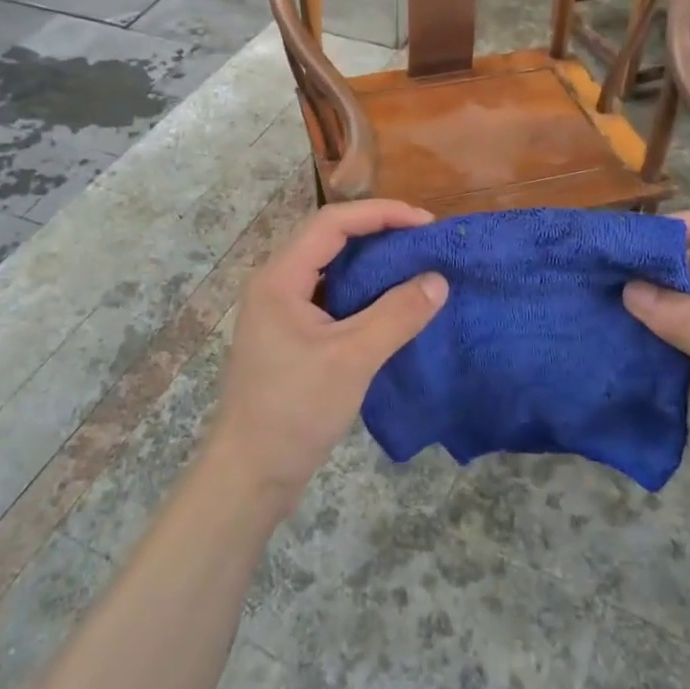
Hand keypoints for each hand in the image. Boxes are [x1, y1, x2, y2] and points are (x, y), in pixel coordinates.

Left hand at [207, 200, 447, 514]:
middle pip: (329, 239)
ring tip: (413, 265)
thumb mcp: (352, 359)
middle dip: (378, 233)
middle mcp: (275, 283)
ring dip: (371, 263)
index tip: (426, 223)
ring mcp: (280, 311)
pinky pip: (330, 296)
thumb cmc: (294, 410)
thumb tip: (438, 281)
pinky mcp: (290, 335)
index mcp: (279, 277)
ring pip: (331, 268)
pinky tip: (390, 303)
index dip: (381, 214)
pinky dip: (362, 292)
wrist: (250, 474)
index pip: (332, 223)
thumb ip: (397, 315)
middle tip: (424, 241)